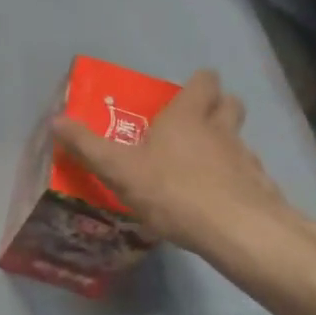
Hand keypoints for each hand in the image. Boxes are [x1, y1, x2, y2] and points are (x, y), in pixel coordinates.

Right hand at [52, 70, 315, 304]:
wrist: (238, 232)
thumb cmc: (173, 190)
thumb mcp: (118, 169)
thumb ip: (86, 145)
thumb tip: (55, 120)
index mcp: (187, 116)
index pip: (204, 82)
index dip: (198, 83)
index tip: (185, 92)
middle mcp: (221, 130)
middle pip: (230, 104)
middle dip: (217, 107)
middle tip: (195, 123)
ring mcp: (246, 159)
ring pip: (240, 141)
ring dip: (226, 146)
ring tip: (203, 168)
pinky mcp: (260, 190)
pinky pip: (248, 176)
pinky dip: (236, 182)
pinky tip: (219, 202)